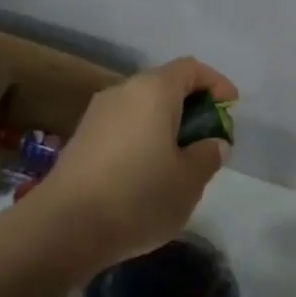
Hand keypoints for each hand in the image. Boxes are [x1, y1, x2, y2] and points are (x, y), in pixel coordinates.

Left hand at [34, 56, 237, 271]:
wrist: (64, 228)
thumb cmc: (139, 196)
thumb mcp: (190, 180)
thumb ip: (208, 155)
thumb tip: (212, 143)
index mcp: (153, 90)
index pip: (191, 69)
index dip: (216, 84)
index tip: (231, 109)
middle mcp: (123, 91)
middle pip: (164, 86)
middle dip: (191, 107)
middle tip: (208, 139)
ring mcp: (96, 114)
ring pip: (142, 108)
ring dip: (165, 125)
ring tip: (180, 161)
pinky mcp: (80, 139)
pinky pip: (122, 127)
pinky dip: (142, 139)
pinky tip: (147, 174)